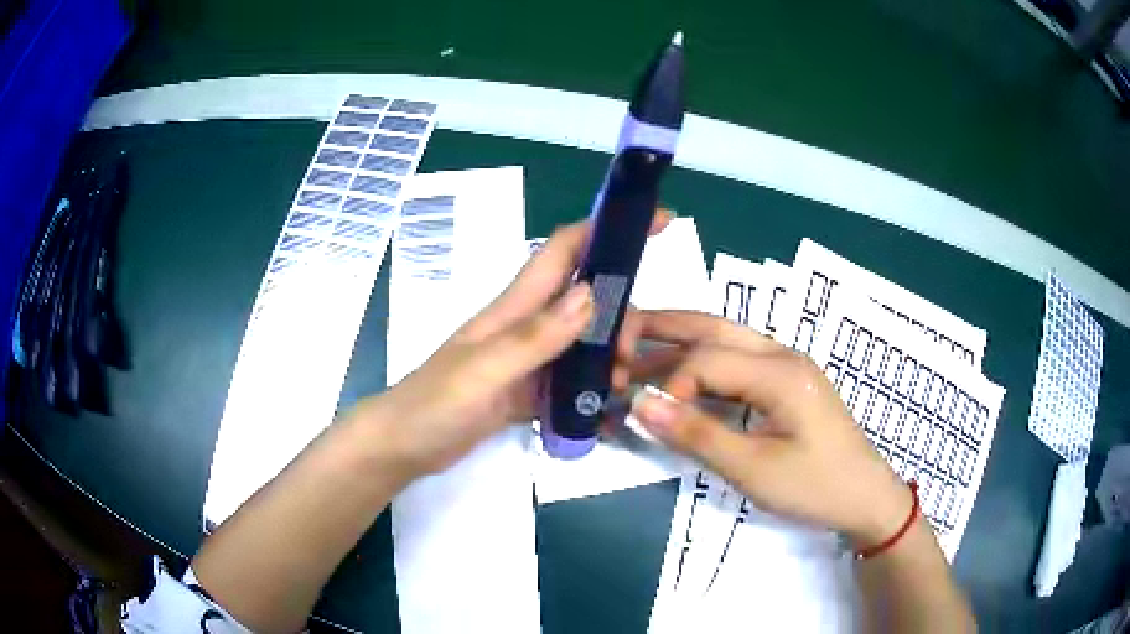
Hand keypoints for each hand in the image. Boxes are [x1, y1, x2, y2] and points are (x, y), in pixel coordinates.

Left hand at [346, 213, 671, 478]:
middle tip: (628, 357)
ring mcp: (529, 359)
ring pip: (585, 338)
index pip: (565, 251)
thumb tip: (593, 294)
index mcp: (514, 308)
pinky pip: (573, 378)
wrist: (404, 445)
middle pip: (587, 297)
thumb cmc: (435, 403)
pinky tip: (610, 408)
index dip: (605, 227)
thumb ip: (536, 336)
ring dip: (610, 355)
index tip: (657, 221)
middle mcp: (527, 325)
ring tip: (618, 389)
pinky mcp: (529, 389)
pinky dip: (595, 387)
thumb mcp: (486, 370)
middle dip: (621, 313)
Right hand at [629, 311, 911, 546]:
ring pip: (725, 340)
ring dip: (680, 343)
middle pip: (715, 327)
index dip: (669, 382)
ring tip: (635, 351)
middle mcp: (782, 355)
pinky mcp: (786, 383)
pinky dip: (703, 365)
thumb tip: (640, 404)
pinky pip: (737, 362)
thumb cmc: (814, 486)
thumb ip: (697, 434)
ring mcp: (786, 366)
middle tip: (618, 333)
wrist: (865, 497)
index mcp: (779, 372)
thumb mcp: (753, 469)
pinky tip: (680, 375)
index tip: (645, 412)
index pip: (707, 359)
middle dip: (663, 326)